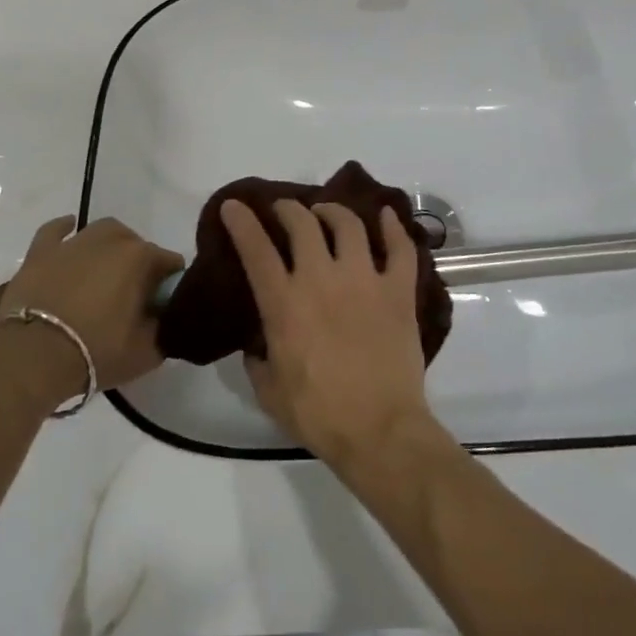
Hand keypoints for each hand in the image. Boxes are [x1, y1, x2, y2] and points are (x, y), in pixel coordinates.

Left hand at [0, 216, 182, 406]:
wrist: (33, 360)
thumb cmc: (96, 353)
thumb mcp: (147, 352)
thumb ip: (164, 329)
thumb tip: (163, 318)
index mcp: (140, 259)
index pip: (170, 263)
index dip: (169, 285)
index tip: (162, 308)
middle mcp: (111, 240)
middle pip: (137, 245)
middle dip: (140, 265)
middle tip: (132, 297)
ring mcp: (73, 243)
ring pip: (102, 233)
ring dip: (110, 246)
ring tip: (105, 271)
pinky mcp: (40, 253)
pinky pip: (55, 231)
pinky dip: (65, 229)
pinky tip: (70, 230)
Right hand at [222, 199, 434, 468]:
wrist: (379, 430)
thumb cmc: (319, 414)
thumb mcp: (270, 392)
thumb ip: (258, 361)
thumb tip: (257, 345)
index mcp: (285, 303)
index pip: (256, 250)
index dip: (242, 223)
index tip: (235, 206)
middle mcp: (322, 279)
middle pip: (302, 224)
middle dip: (288, 209)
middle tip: (285, 211)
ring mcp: (364, 280)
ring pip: (349, 225)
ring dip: (333, 211)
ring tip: (326, 212)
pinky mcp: (398, 290)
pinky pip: (400, 248)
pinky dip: (393, 226)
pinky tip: (386, 214)